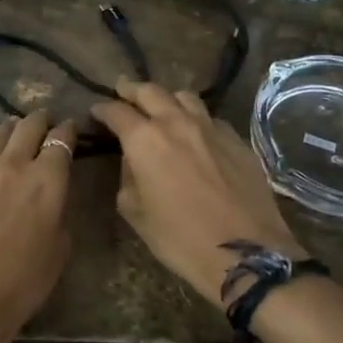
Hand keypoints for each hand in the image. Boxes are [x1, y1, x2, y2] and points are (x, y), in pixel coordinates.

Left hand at [0, 110, 78, 342]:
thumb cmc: (20, 284)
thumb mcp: (58, 252)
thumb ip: (58, 215)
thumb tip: (49, 201)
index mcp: (47, 180)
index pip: (61, 141)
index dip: (67, 130)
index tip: (69, 127)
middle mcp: (12, 165)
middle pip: (27, 127)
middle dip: (39, 119)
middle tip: (43, 119)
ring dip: (8, 129)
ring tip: (12, 127)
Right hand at [91, 79, 304, 305]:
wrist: (246, 252)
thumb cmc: (181, 238)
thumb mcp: (136, 213)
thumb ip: (128, 179)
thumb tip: (133, 164)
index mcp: (145, 139)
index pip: (117, 112)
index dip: (103, 109)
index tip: (96, 111)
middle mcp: (177, 123)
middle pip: (151, 92)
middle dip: (132, 90)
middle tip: (123, 90)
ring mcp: (211, 128)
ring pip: (185, 97)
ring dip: (167, 98)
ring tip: (162, 106)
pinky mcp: (237, 140)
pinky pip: (211, 118)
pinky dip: (196, 118)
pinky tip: (197, 133)